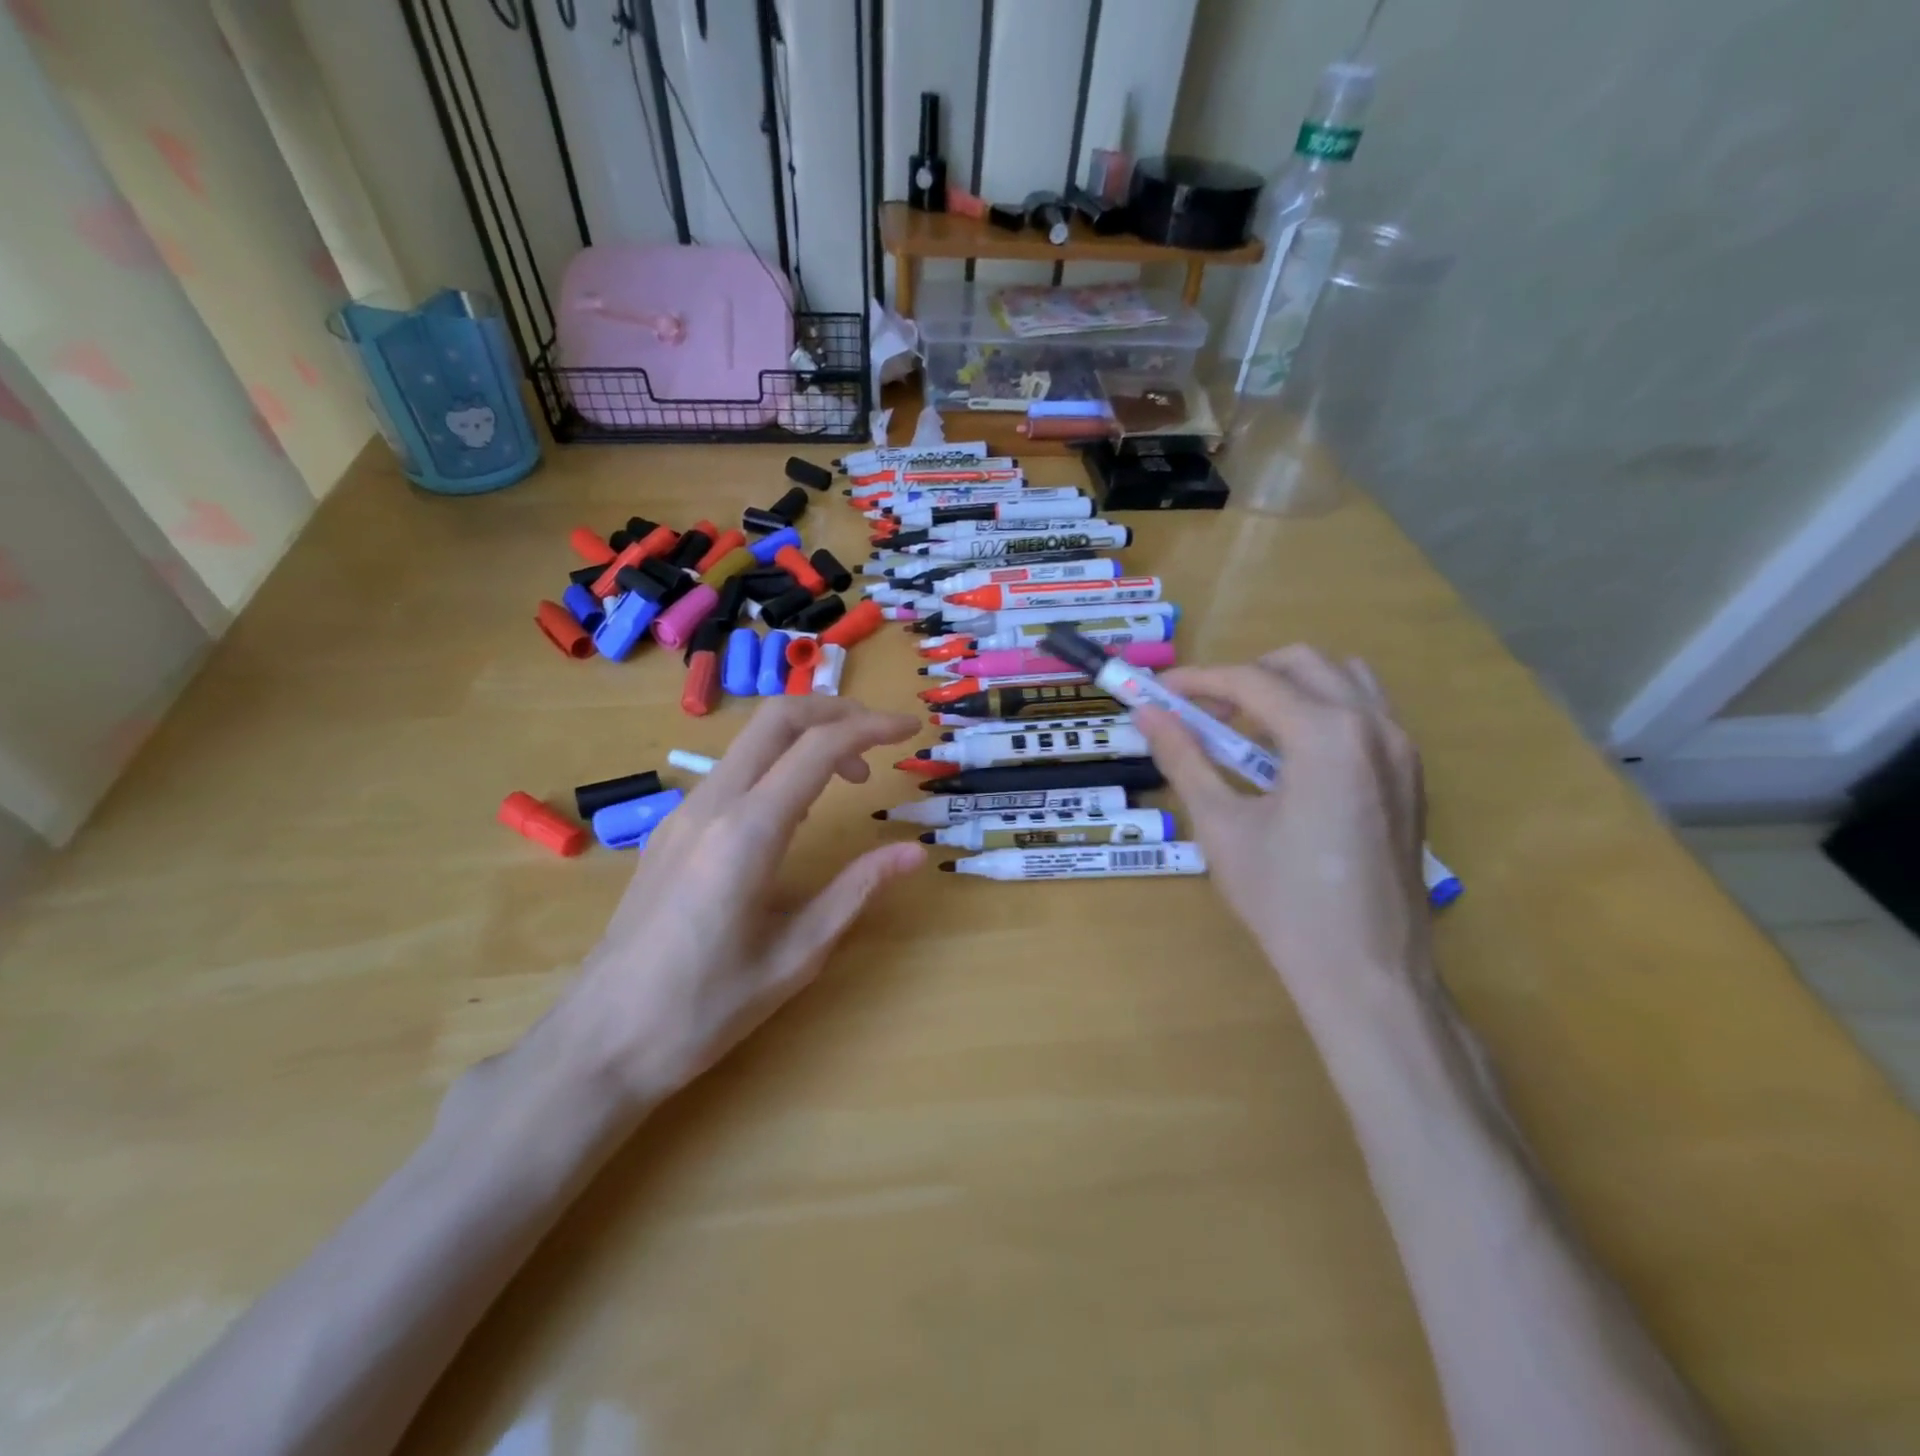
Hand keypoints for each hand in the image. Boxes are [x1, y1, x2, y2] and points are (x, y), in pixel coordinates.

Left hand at [541, 698, 925, 1114]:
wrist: (599, 1042)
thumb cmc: (702, 1009)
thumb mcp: (795, 956)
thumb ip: (855, 891)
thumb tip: (913, 852)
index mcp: (748, 833)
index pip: (818, 747)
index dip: (872, 728)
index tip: (910, 730)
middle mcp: (711, 806)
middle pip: (776, 717)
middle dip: (836, 710)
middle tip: (881, 736)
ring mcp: (683, 813)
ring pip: (751, 740)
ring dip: (806, 736)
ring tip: (851, 774)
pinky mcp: (669, 830)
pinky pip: (732, 770)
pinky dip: (778, 763)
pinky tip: (798, 808)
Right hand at [1132, 648, 1433, 1017]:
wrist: (1366, 970)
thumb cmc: (1284, 900)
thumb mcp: (1221, 825)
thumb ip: (1184, 759)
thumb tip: (1146, 715)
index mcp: (1326, 736)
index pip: (1251, 681)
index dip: (1198, 680)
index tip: (1159, 691)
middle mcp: (1374, 726)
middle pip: (1302, 663)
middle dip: (1245, 677)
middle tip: (1202, 713)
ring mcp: (1402, 750)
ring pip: (1343, 679)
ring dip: (1289, 686)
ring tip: (1247, 727)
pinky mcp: (1412, 775)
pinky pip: (1367, 713)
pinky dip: (1323, 710)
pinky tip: (1291, 756)